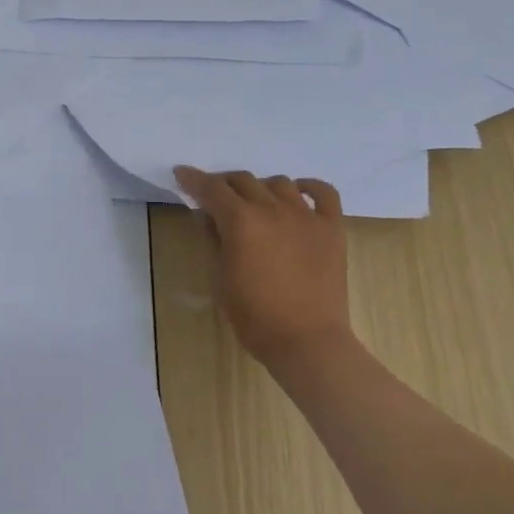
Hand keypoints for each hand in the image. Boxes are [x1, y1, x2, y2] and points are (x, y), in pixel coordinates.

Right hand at [173, 167, 354, 370]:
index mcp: (241, 222)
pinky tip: (298, 192)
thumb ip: (214, 241)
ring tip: (254, 202)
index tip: (182, 174)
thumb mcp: (221, 280)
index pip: (212, 190)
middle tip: (215, 196)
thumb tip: (210, 217)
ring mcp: (306, 216)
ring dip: (260, 188)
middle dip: (224, 184)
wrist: (306, 339)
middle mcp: (273, 209)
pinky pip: (323, 193)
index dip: (193, 180)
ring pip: (279, 183)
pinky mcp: (331, 228)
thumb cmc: (254, 317)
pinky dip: (308, 187)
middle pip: (244, 181)